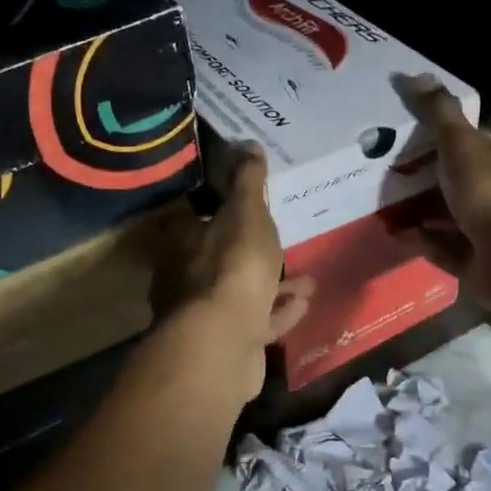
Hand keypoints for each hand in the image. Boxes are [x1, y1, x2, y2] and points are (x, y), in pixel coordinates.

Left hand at [152, 144, 314, 402]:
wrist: (224, 341)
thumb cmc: (233, 266)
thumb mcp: (247, 214)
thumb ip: (248, 182)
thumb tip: (248, 144)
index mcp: (183, 243)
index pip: (199, 221)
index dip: (227, 216)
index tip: (255, 213)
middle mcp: (186, 279)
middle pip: (222, 261)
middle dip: (257, 255)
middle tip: (286, 247)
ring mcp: (203, 317)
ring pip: (242, 295)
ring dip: (275, 286)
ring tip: (307, 280)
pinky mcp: (224, 346)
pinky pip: (255, 323)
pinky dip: (277, 313)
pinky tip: (302, 305)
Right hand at [398, 75, 490, 316]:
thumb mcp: (462, 143)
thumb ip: (439, 113)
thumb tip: (413, 75)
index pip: (481, 147)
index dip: (449, 144)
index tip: (414, 143)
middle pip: (464, 185)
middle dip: (430, 182)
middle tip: (392, 176)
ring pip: (453, 220)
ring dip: (422, 214)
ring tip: (386, 206)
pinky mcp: (479, 265)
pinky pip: (445, 250)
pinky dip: (423, 241)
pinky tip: (398, 234)